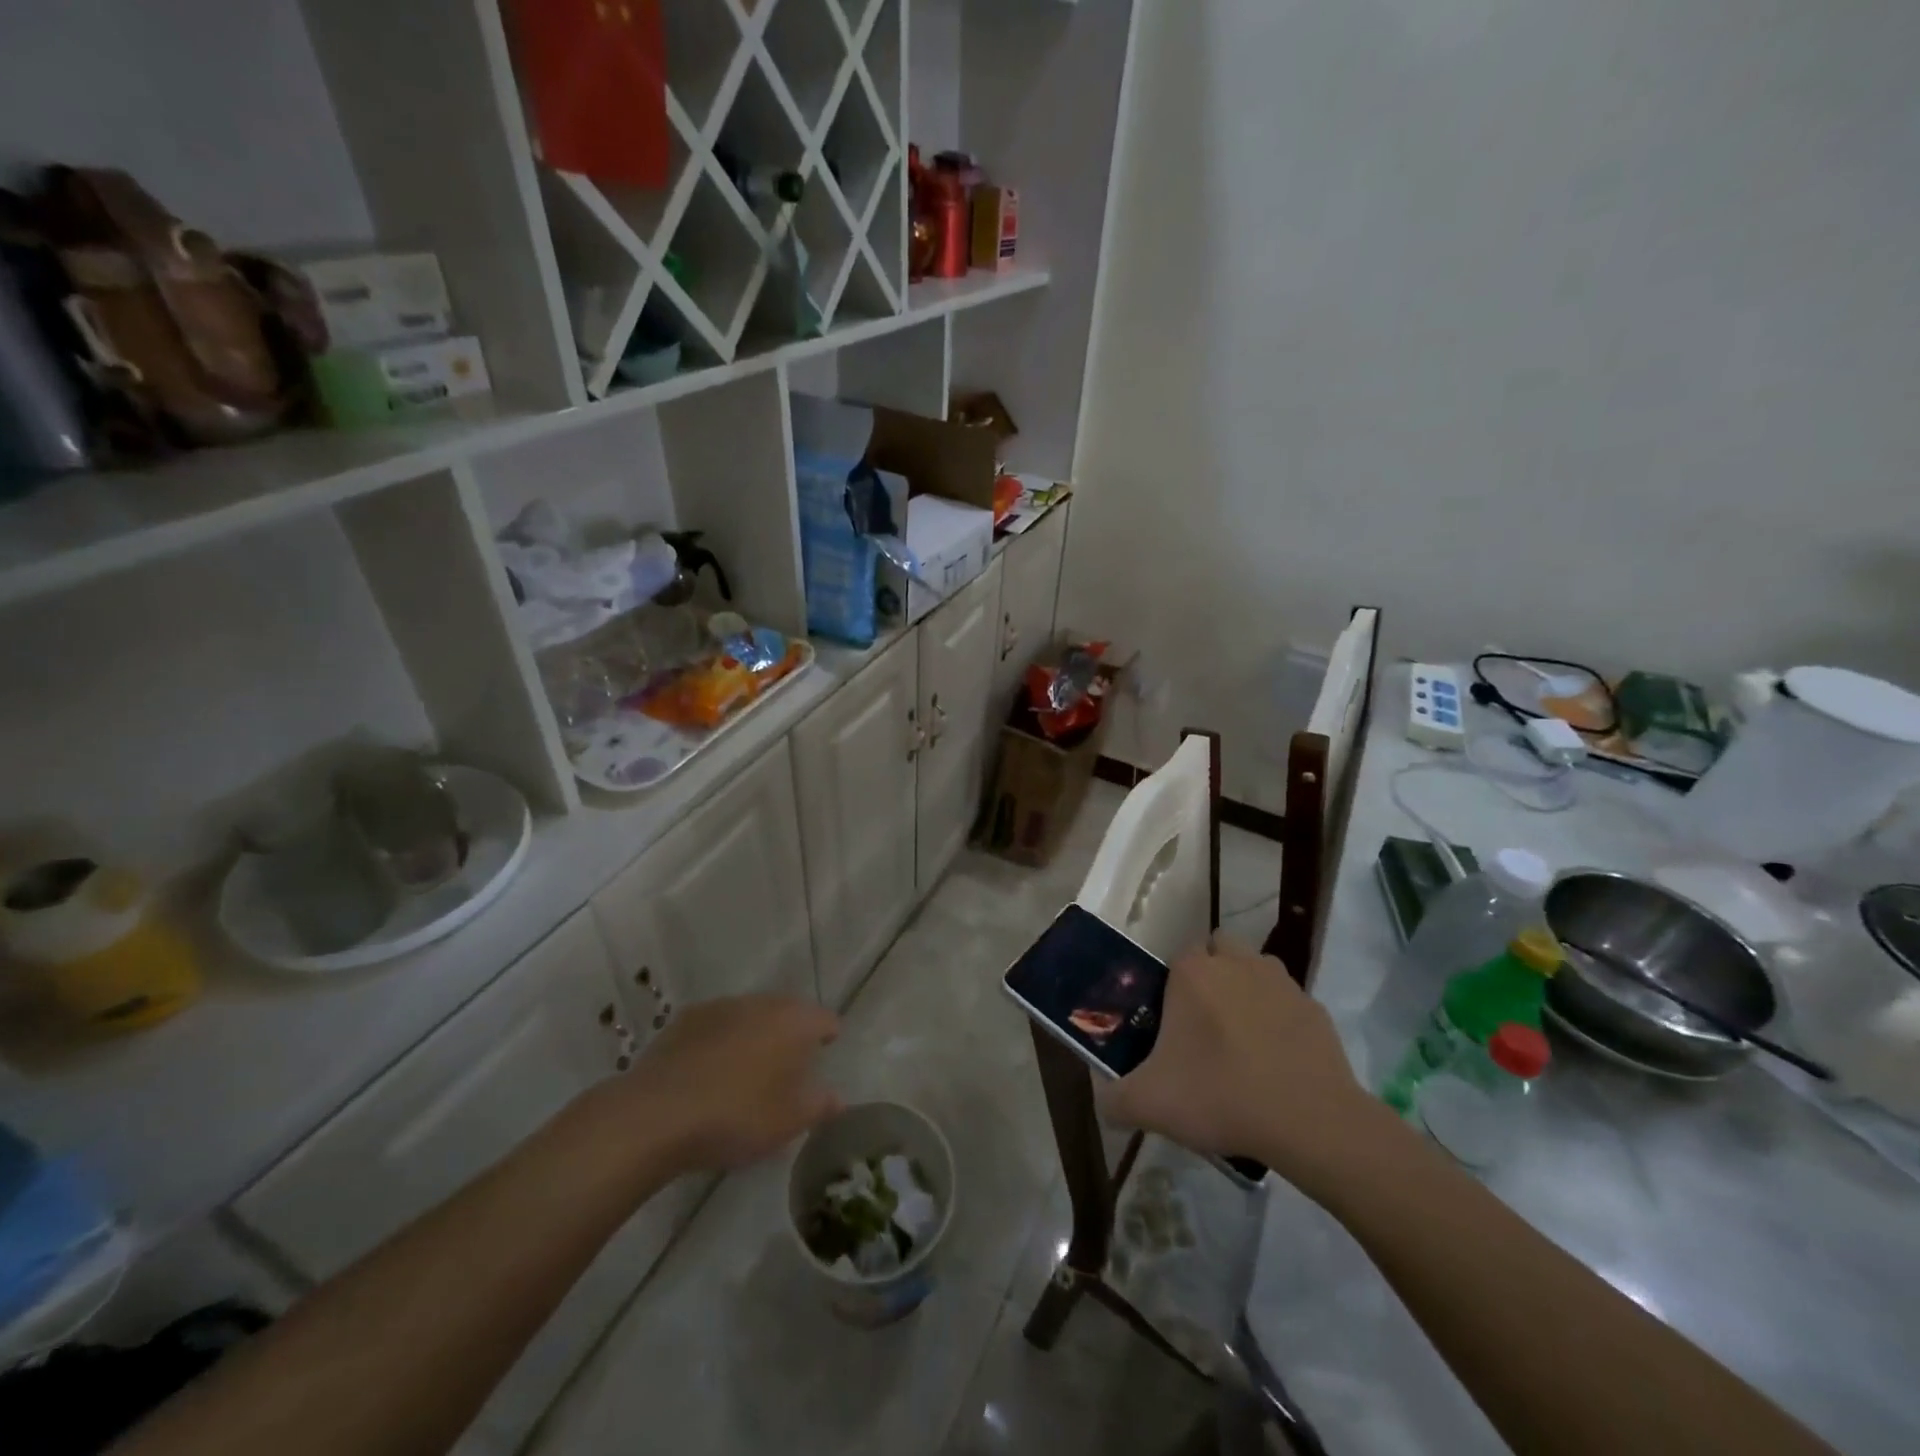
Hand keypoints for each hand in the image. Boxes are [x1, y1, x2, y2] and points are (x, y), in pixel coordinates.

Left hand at [619, 995, 842, 1173]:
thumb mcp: (790, 1121)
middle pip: (787, 1012)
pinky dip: (720, 1042)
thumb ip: (821, 1105)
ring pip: (750, 1016)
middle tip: (788, 1067)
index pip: (825, 1019)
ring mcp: (721, 1006)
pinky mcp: (685, 1019)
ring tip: (747, 1071)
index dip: (828, 1036)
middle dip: (791, 1034)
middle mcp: (761, 1002)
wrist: (656, 1114)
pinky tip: (710, 1072)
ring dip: (754, 1036)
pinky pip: (716, 1026)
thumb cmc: (738, 1115)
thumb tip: (838, 1097)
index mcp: (794, 1021)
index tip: (826, 1054)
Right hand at [1098, 938, 1384, 1182]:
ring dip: (1246, 991)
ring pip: (1255, 971)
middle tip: (1203, 1026)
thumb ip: (1114, 1099)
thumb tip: (1104, 1102)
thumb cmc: (1221, 1096)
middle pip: (1217, 951)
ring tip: (1241, 1041)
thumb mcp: (1150, 1104)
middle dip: (1211, 976)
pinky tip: (1276, 1062)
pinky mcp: (1314, 1008)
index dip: (1171, 989)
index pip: (1176, 959)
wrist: (1310, 1122)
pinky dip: (1280, 1022)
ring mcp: (1281, 982)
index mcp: (1192, 973)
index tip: (1171, 1026)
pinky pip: (1288, 1004)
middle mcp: (1236, 963)